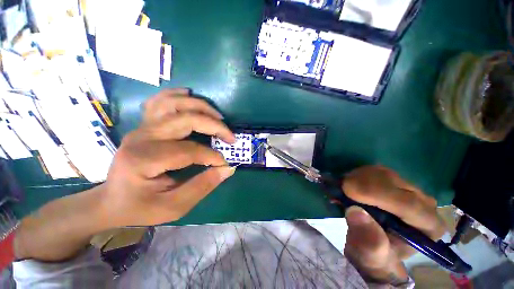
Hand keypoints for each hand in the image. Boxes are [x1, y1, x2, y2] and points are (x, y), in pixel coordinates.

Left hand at [99, 88, 235, 226]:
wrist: (112, 201)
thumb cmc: (141, 207)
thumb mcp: (174, 206)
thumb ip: (203, 186)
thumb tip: (228, 169)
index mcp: (144, 159)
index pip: (189, 150)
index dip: (212, 156)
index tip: (225, 164)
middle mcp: (142, 137)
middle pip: (185, 120)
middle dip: (214, 126)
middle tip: (230, 137)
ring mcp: (142, 127)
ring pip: (174, 104)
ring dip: (201, 107)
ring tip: (219, 117)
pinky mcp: (144, 125)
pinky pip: (160, 101)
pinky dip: (177, 95)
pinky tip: (190, 96)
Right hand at [342, 166, 445, 285]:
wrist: (371, 244)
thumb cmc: (374, 254)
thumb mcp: (369, 256)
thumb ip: (368, 240)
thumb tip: (355, 211)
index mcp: (428, 227)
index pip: (409, 204)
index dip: (376, 194)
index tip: (347, 190)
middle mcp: (425, 204)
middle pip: (394, 183)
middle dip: (363, 183)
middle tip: (340, 187)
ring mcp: (409, 189)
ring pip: (383, 173)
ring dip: (358, 177)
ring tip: (343, 188)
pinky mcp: (393, 182)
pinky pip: (374, 170)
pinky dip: (357, 174)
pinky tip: (348, 184)